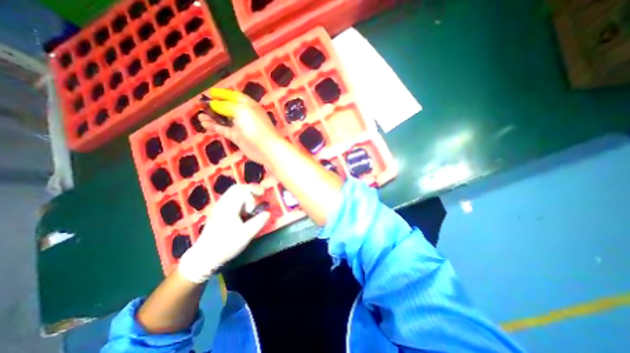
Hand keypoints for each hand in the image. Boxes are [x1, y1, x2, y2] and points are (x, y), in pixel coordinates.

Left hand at [176, 183, 268, 281]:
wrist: (205, 257)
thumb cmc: (226, 245)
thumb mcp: (246, 234)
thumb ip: (258, 222)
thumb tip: (267, 213)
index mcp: (229, 207)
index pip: (243, 190)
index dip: (254, 190)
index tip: (263, 194)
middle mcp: (222, 204)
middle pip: (236, 188)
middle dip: (249, 190)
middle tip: (258, 196)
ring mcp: (218, 208)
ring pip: (232, 193)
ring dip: (244, 195)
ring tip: (252, 206)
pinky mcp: (217, 212)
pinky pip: (230, 199)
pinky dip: (239, 200)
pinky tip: (243, 211)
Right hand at [200, 88, 284, 165]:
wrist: (265, 147)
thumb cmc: (255, 125)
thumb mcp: (241, 110)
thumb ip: (226, 106)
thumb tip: (214, 104)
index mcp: (248, 105)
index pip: (235, 97)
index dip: (224, 94)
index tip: (211, 92)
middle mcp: (244, 115)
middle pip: (228, 108)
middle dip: (215, 106)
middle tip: (201, 105)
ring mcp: (241, 127)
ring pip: (224, 120)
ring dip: (212, 117)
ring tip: (200, 115)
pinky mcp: (237, 137)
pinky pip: (223, 130)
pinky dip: (214, 127)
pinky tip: (204, 124)